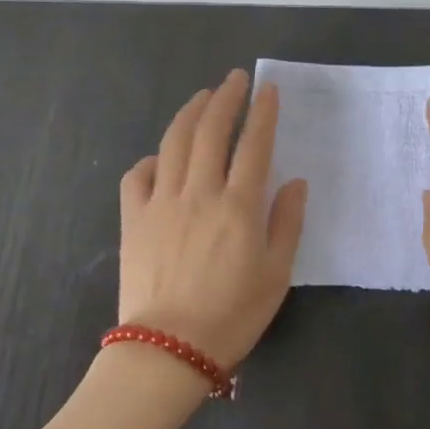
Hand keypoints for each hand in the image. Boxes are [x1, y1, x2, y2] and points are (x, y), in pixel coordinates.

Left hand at [117, 69, 308, 367]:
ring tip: (202, 97)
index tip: (267, 88)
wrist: (168, 348)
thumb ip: (287, 223)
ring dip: (189, 113)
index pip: (254, 145)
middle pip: (211, 131)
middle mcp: (200, 193)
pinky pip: (137, 176)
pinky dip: (150, 158)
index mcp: (239, 206)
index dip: (262, 112)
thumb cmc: (232, 315)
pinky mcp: (134, 219)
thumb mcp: (277, 275)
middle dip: (225, 98)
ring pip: (174, 143)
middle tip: (233, 79)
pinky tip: (161, 156)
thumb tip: (295, 182)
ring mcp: (162, 202)